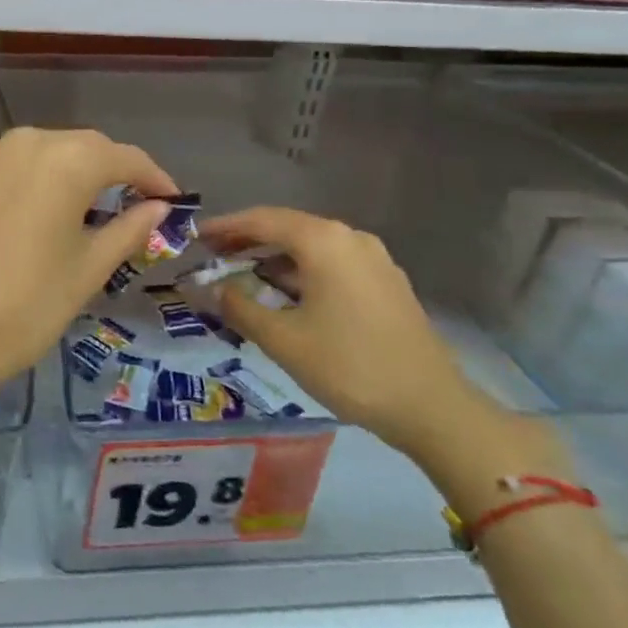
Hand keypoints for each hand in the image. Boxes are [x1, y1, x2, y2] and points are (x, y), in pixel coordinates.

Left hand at [0, 127, 177, 421]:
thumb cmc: (27, 308)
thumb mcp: (88, 270)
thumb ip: (128, 228)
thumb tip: (157, 206)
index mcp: (65, 161)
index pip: (122, 156)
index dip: (150, 176)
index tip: (166, 197)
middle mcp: (19, 141)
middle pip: (72, 147)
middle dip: (99, 171)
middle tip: (116, 203)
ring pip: (25, 154)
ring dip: (46, 174)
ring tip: (54, 210)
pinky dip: (0, 182)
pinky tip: (0, 214)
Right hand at [196, 207, 500, 462]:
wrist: (431, 407)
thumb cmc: (349, 366)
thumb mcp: (282, 339)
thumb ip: (240, 307)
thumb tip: (213, 289)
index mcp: (323, 241)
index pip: (261, 220)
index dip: (225, 227)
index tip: (196, 237)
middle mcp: (350, 238)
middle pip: (287, 227)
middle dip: (247, 240)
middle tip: (213, 255)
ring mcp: (374, 259)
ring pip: (310, 246)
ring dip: (274, 257)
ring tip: (242, 274)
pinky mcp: (386, 283)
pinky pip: (331, 263)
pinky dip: (300, 270)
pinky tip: (284, 293)